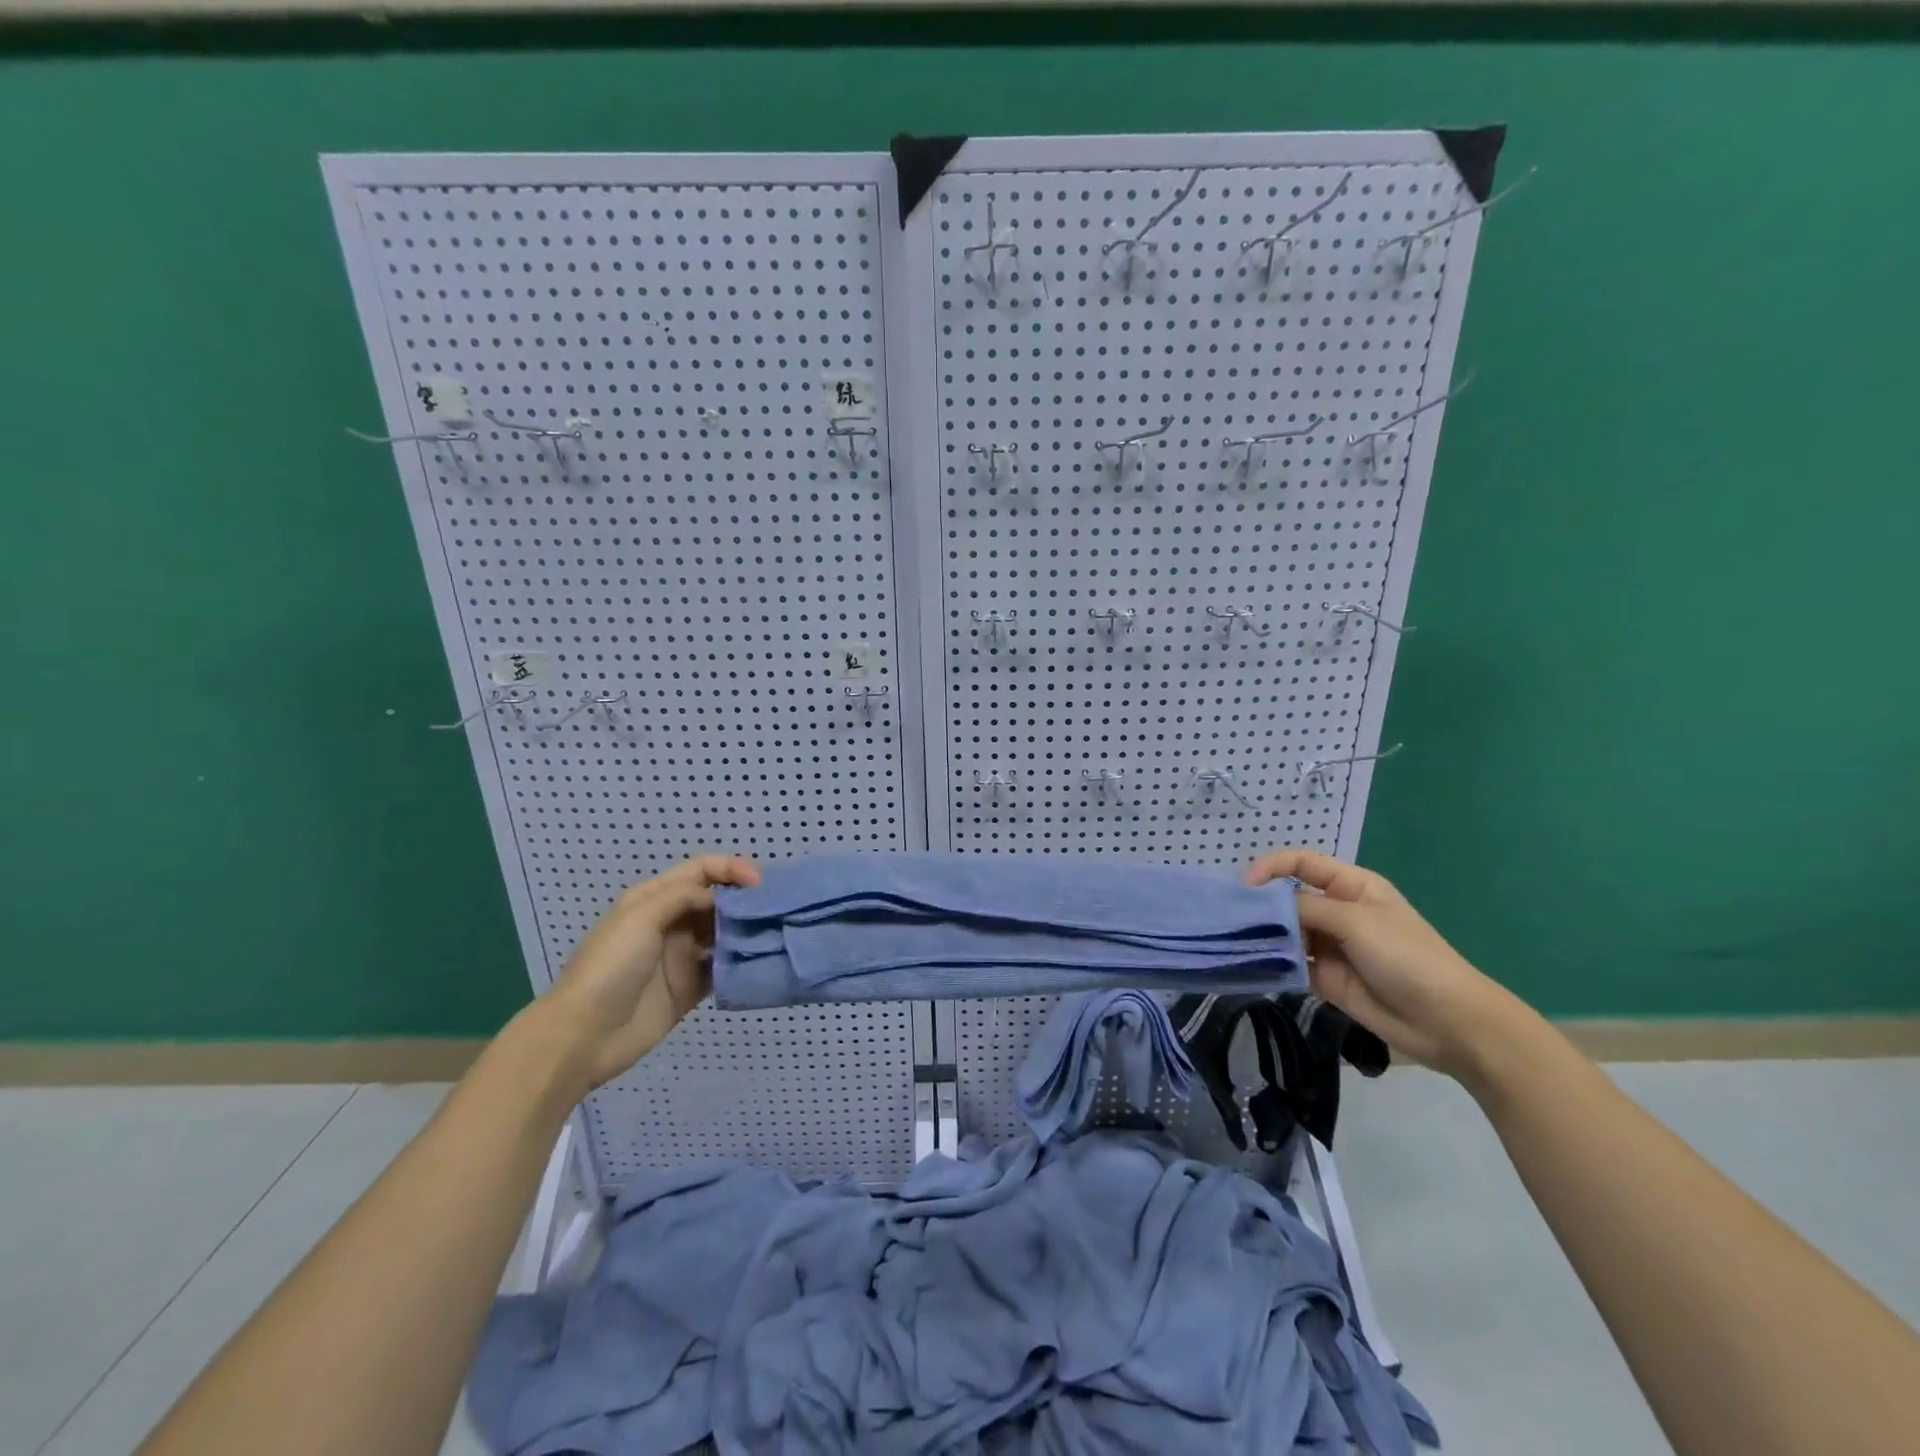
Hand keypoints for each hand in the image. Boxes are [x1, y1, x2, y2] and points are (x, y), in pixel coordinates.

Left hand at [537, 855, 760, 1089]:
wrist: (582, 1036)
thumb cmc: (609, 967)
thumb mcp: (640, 917)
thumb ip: (683, 897)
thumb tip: (720, 898)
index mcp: (654, 899)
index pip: (701, 871)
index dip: (730, 869)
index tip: (759, 883)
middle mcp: (671, 923)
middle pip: (716, 901)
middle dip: (744, 901)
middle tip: (774, 909)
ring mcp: (681, 957)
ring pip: (723, 935)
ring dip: (746, 932)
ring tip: (773, 935)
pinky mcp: (689, 990)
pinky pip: (722, 971)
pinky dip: (740, 965)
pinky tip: (759, 964)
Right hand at [1244, 849, 1523, 1081]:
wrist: (1448, 1021)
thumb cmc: (1407, 956)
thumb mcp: (1355, 920)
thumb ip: (1306, 907)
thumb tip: (1264, 905)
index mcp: (1350, 886)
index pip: (1301, 863)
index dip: (1271, 867)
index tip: (1245, 886)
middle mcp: (1337, 911)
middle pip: (1288, 898)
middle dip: (1260, 905)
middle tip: (1230, 917)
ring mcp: (1331, 946)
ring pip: (1286, 933)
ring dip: (1263, 936)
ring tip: (1233, 942)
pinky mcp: (1326, 979)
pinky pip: (1291, 965)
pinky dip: (1272, 965)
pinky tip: (1252, 967)